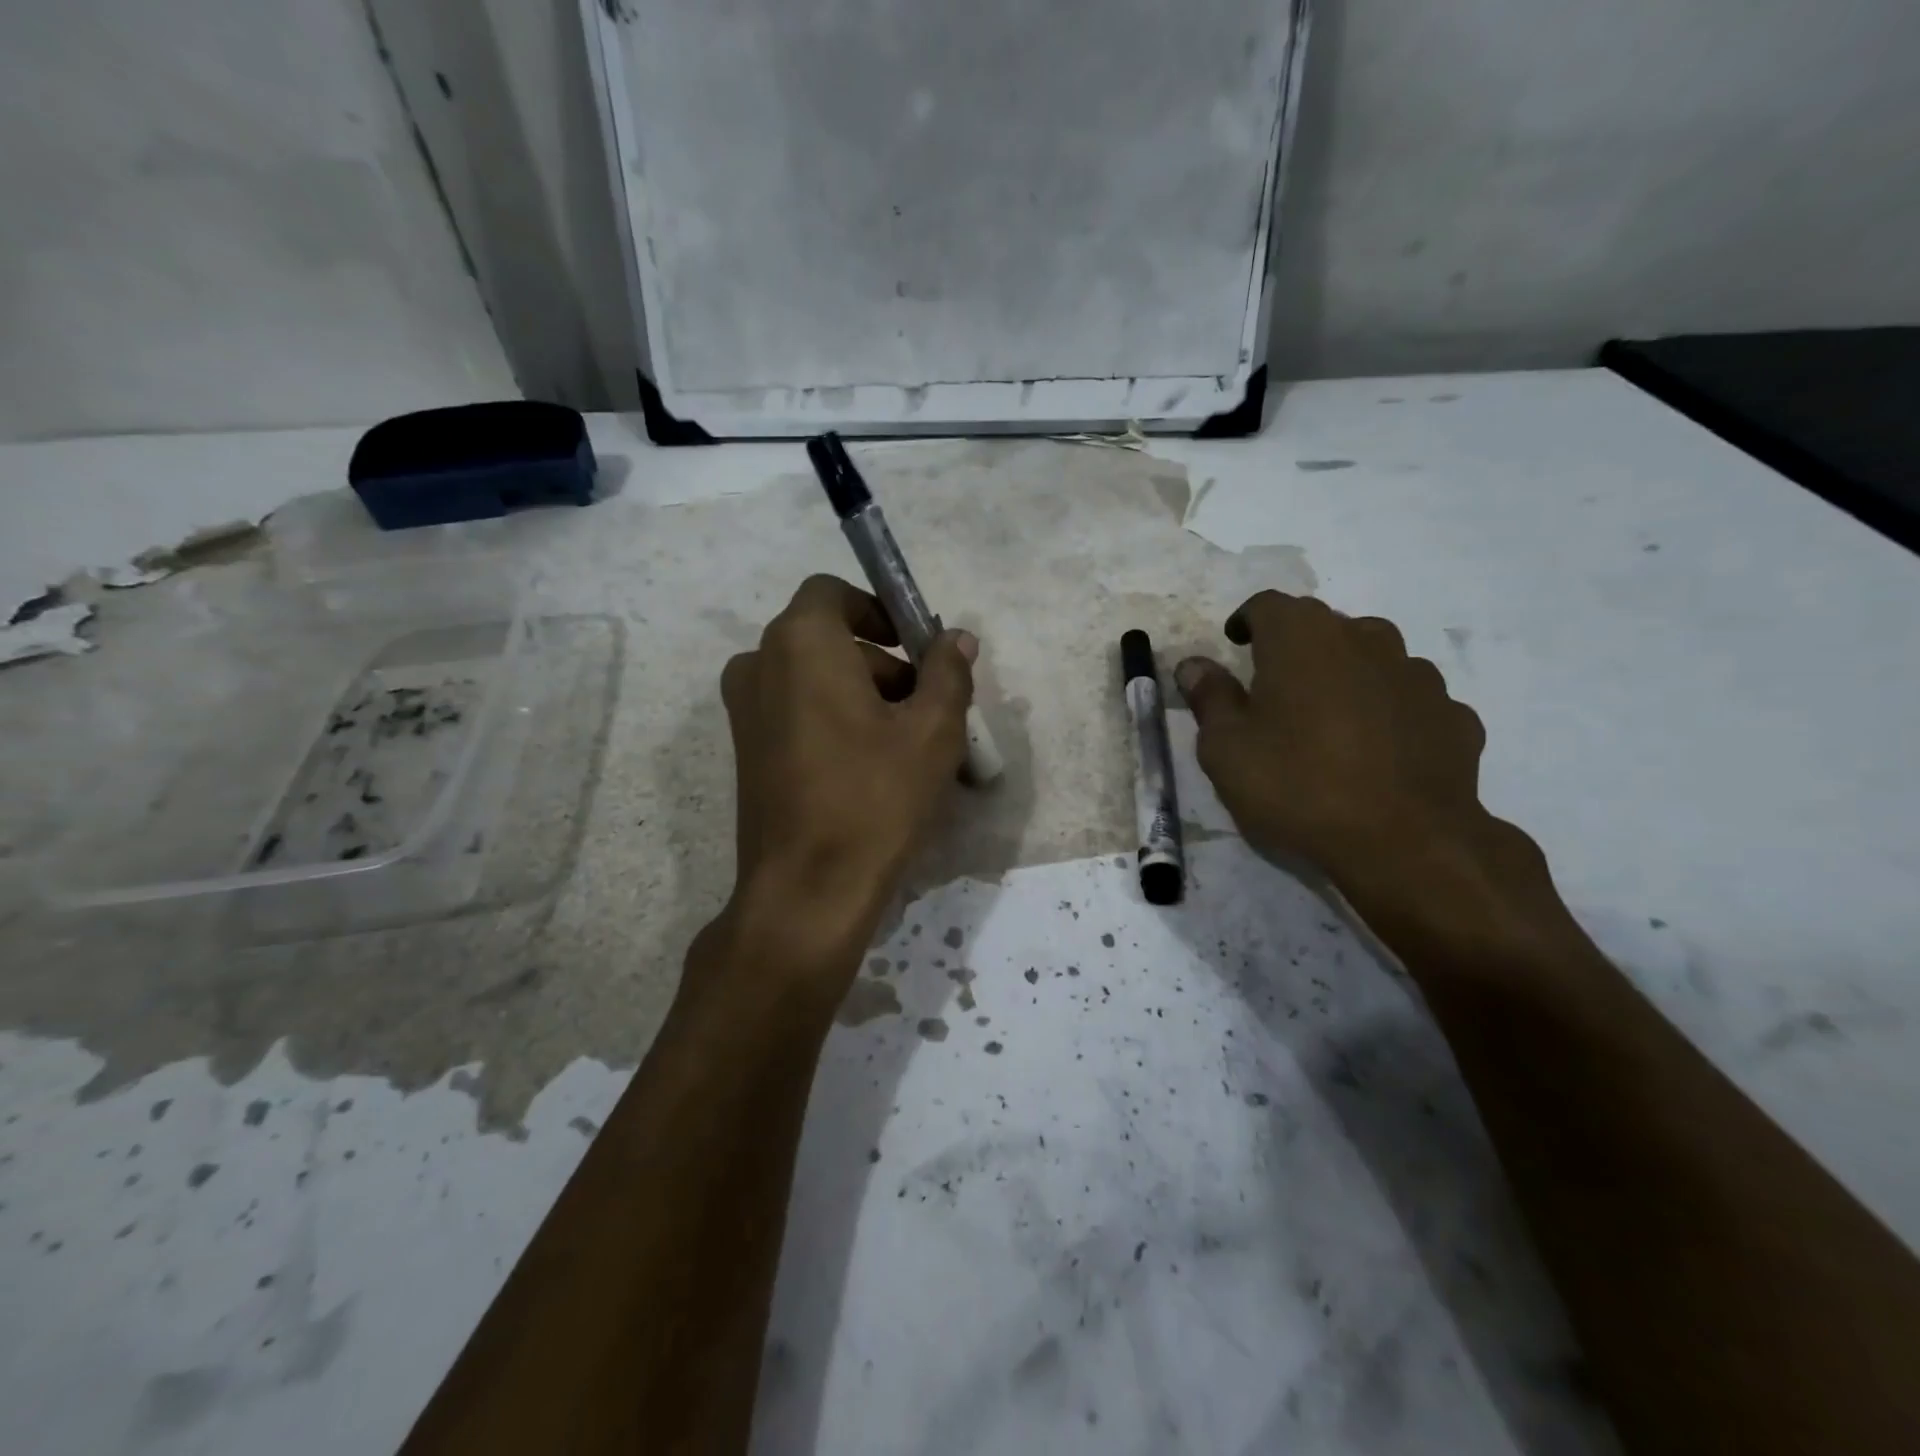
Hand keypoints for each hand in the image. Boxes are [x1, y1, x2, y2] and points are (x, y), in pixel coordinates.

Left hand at [712, 575, 975, 978]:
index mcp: (800, 643)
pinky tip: (872, 767)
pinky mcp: (746, 750)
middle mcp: (759, 664)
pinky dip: (834, 719)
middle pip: (828, 638)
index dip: (880, 610)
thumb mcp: (932, 731)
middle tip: (927, 707)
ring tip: (908, 745)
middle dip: (881, 662)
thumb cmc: (874, 797)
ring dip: (862, 694)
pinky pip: (796, 711)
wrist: (806, 890)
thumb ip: (948, 672)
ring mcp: (744, 710)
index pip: (834, 592)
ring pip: (814, 678)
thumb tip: (956, 638)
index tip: (916, 648)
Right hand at [1176, 591, 1533, 921]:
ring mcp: (1416, 674)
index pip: (1268, 605)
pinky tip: (1376, 752)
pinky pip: (1407, 699)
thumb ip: (1209, 698)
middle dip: (1295, 648)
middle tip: (1275, 691)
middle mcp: (1364, 639)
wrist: (1406, 843)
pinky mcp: (1452, 713)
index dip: (1247, 621)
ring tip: (1328, 722)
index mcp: (1302, 638)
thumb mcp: (1226, 749)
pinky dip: (1387, 712)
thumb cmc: (1297, 786)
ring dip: (1344, 676)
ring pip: (1370, 658)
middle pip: (1322, 626)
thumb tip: (1194, 665)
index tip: (1236, 646)